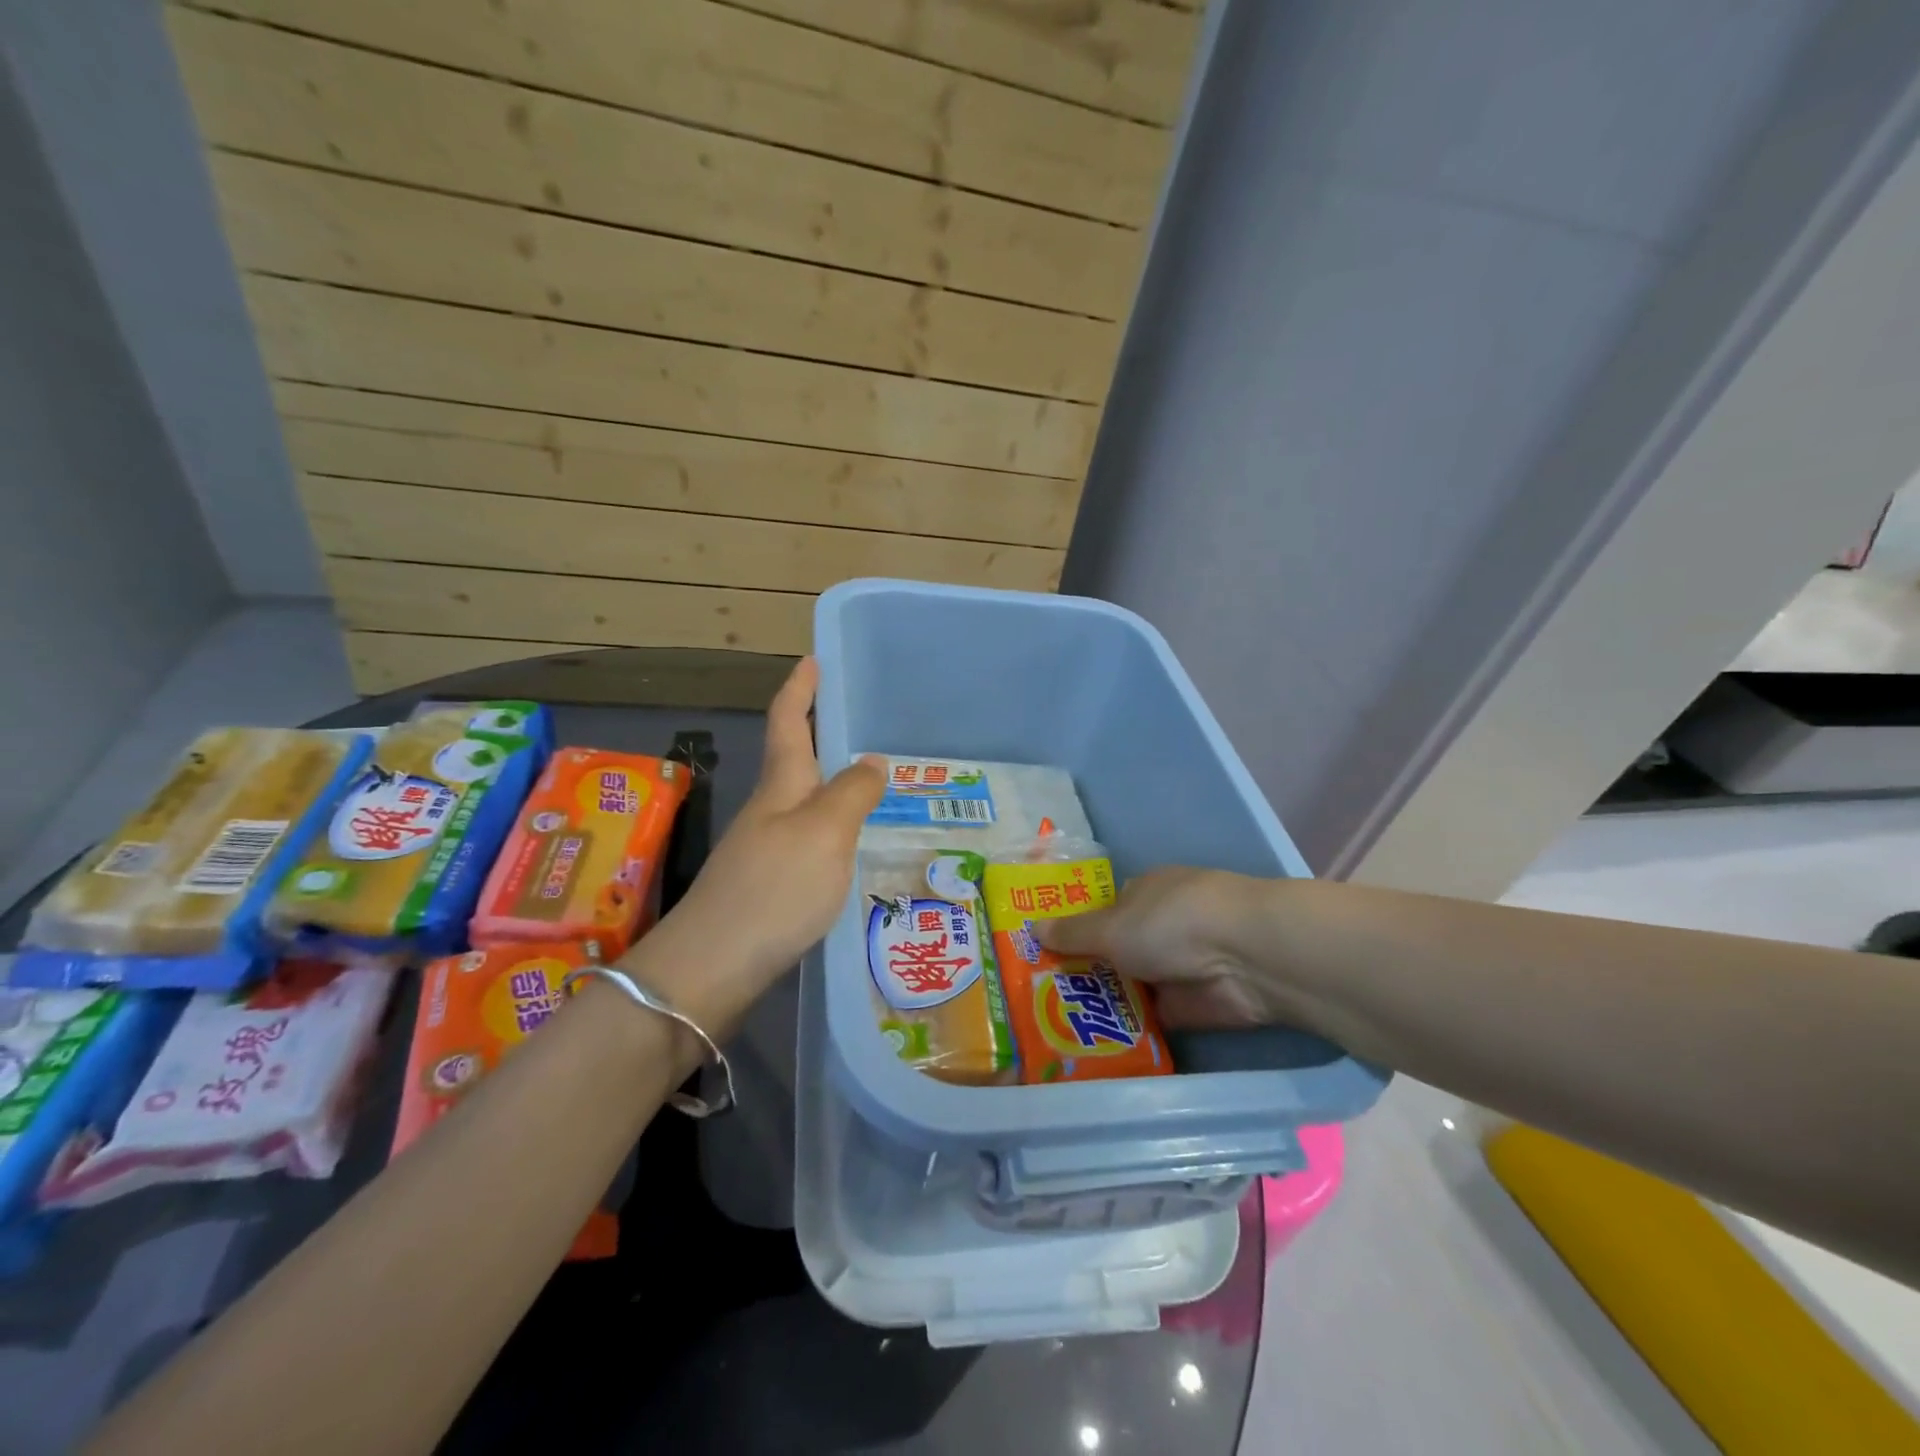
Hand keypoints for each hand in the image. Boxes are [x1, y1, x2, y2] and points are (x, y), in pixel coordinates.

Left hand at [629, 658, 882, 1034]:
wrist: (713, 967)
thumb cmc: (774, 888)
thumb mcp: (825, 832)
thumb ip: (852, 793)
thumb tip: (871, 760)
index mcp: (780, 786)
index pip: (787, 722)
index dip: (799, 689)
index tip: (813, 659)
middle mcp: (768, 811)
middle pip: (794, 761)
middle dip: (819, 736)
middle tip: (860, 725)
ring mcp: (763, 850)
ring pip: (803, 804)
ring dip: (830, 786)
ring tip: (873, 786)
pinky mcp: (767, 887)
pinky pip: (808, 842)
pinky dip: (832, 831)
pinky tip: (853, 849)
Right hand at [1036, 867, 1285, 1029]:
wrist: (1245, 957)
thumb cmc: (1170, 922)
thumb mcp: (1111, 926)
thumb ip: (1073, 933)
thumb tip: (1032, 926)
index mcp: (1143, 893)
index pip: (1102, 911)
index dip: (1074, 932)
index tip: (1040, 955)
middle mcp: (1160, 926)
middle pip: (1114, 950)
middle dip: (1084, 971)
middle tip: (1037, 998)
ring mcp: (1177, 966)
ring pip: (1131, 985)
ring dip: (1104, 1003)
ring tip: (1053, 1026)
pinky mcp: (1191, 1006)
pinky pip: (1150, 1018)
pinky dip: (1128, 1030)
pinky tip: (1091, 1044)